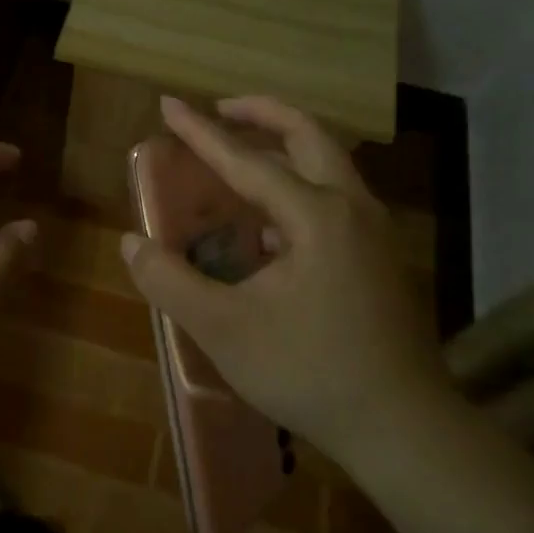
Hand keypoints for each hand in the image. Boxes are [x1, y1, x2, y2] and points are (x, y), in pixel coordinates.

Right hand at [121, 95, 449, 465]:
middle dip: (262, 113)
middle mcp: (351, 208)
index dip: (200, 132)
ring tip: (243, 155)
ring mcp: (374, 232)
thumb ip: (170, 281)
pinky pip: (336, 197)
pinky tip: (272, 224)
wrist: (404, 429)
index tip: (168, 103)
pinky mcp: (381, 258)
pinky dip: (301, 184)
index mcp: (315, 215)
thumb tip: (130, 243)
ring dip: (285, 146)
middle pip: (308, 136)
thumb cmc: (310, 372)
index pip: (245, 159)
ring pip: (329, 164)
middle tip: (221, 108)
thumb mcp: (224, 329)